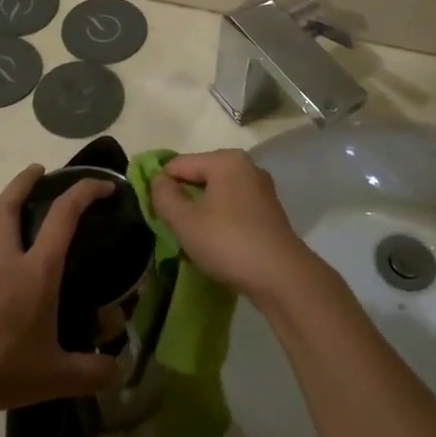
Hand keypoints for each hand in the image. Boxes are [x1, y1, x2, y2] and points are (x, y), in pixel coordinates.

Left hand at [0, 166, 120, 412]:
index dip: (85, 193)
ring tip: (14, 214)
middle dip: (25, 181)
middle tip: (40, 170)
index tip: (106, 187)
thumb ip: (92, 373)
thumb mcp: (56, 375)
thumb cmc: (1, 364)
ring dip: (0, 212)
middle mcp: (8, 262)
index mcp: (37, 271)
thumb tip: (121, 372)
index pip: (63, 216)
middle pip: (9, 206)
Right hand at [148, 150, 333, 308]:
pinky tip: (216, 243)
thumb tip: (158, 181)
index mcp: (225, 160)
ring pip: (216, 194)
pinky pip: (233, 207)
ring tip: (194, 239)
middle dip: (182, 199)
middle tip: (173, 228)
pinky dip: (220, 220)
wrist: (281, 276)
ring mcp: (261, 189)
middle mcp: (246, 166)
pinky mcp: (269, 211)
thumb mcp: (184, 221)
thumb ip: (163, 195)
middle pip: (199, 176)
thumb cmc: (228, 242)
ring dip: (200, 212)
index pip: (178, 164)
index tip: (154, 214)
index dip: (160, 187)